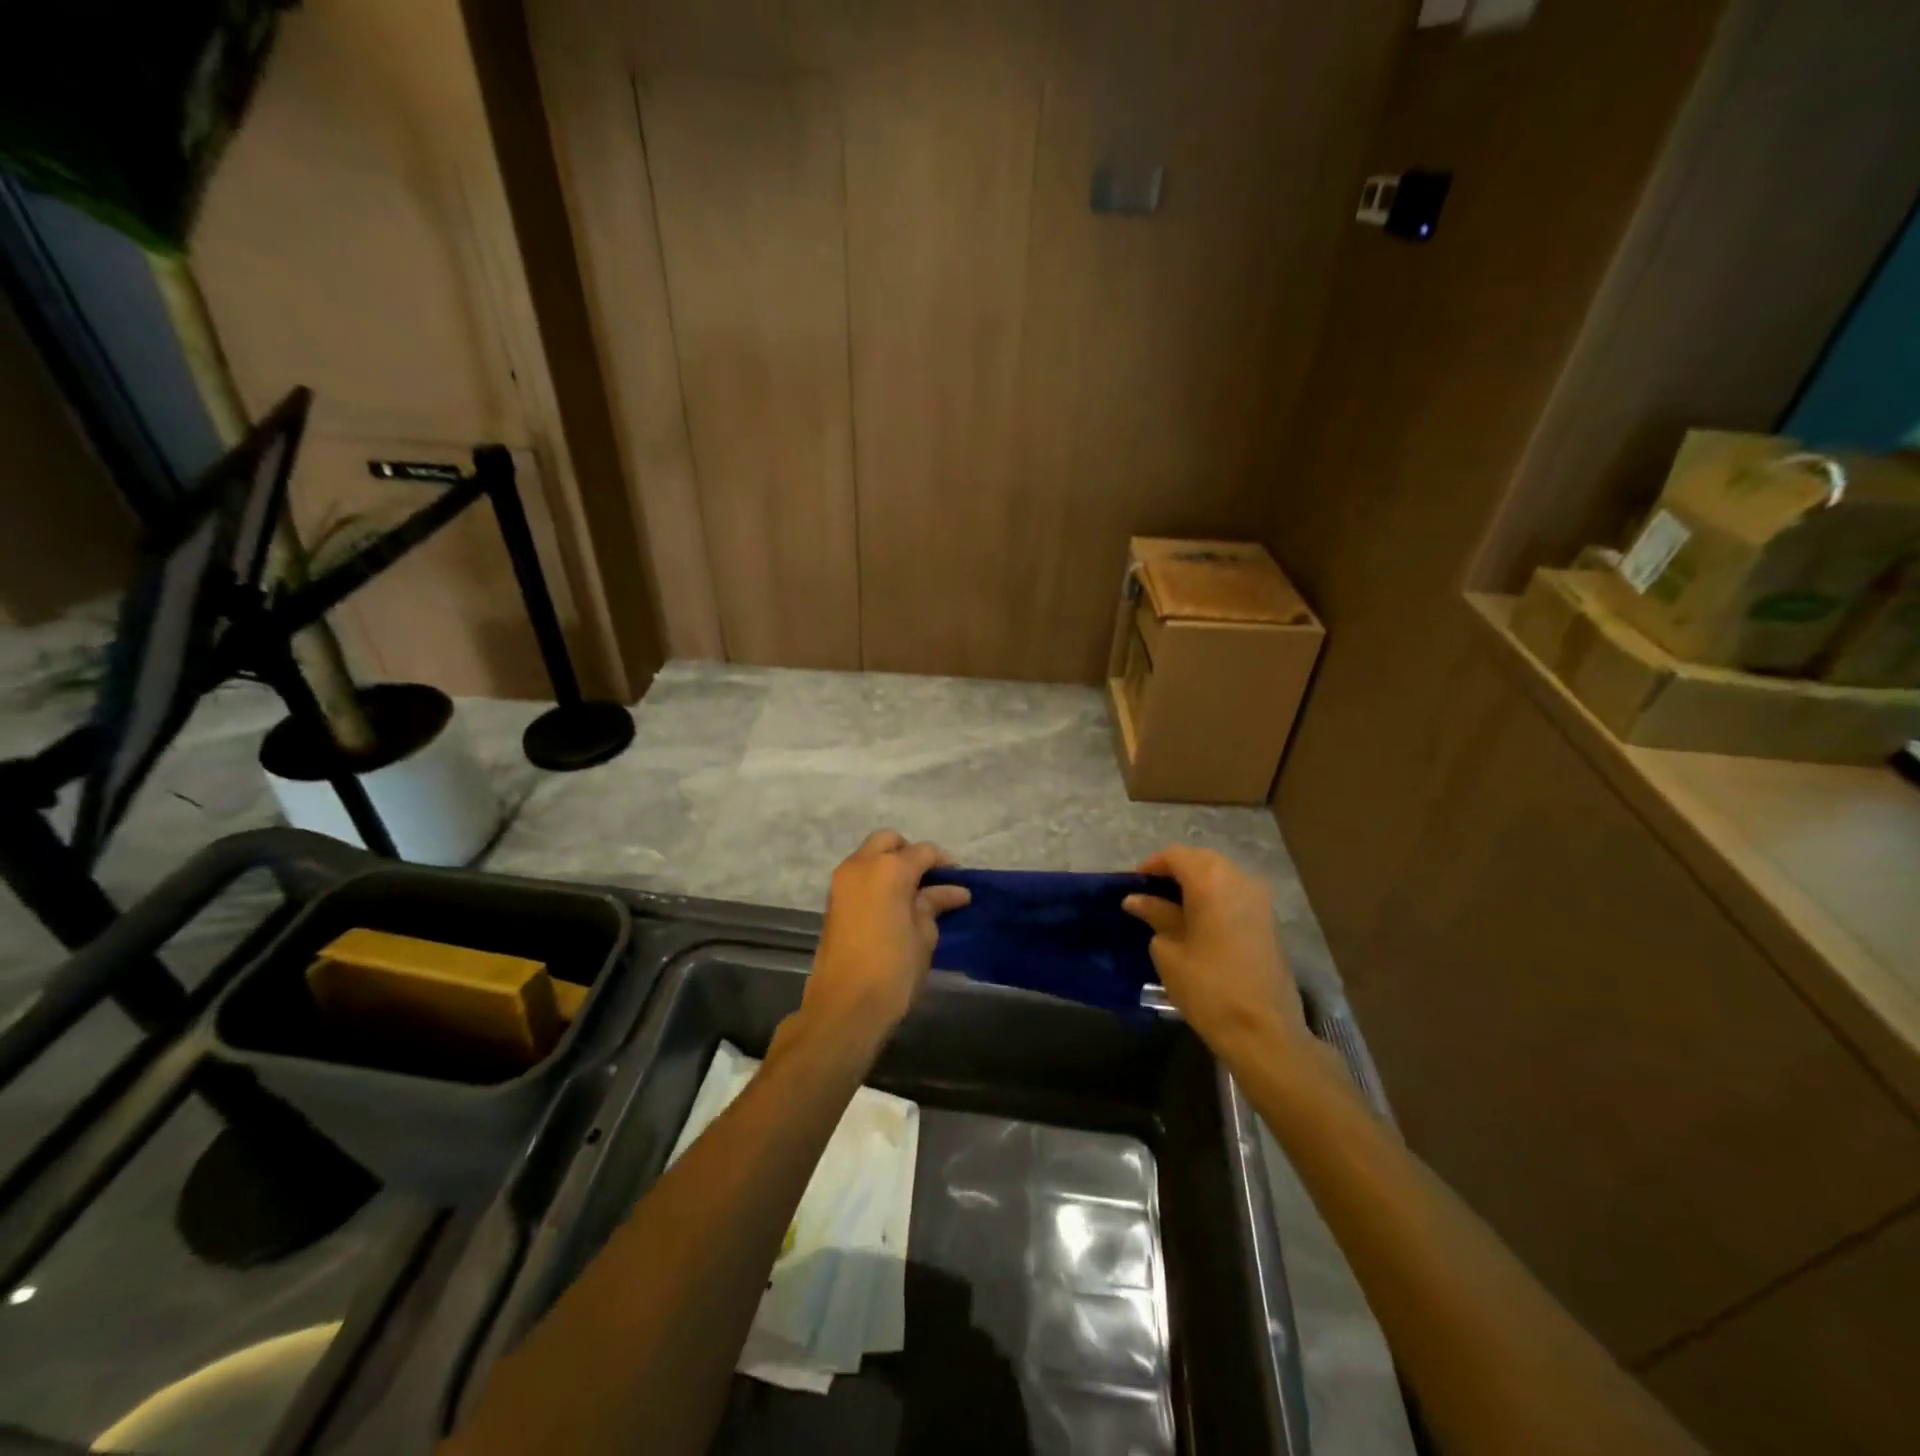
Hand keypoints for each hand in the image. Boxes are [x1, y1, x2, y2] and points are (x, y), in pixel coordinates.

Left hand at [795, 830, 970, 1055]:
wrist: (844, 1006)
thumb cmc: (893, 969)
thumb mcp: (924, 935)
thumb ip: (934, 904)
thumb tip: (952, 891)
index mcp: (889, 868)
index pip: (923, 852)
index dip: (944, 863)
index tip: (959, 879)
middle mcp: (861, 865)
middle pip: (889, 842)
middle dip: (910, 853)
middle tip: (930, 879)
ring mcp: (842, 881)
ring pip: (870, 855)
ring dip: (890, 865)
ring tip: (914, 893)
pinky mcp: (833, 900)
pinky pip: (859, 875)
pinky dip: (876, 879)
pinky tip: (895, 903)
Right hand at [1123, 846, 1307, 1060]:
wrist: (1263, 1030)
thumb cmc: (1207, 987)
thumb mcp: (1169, 950)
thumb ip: (1155, 915)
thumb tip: (1137, 899)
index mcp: (1210, 880)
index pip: (1175, 856)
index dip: (1151, 866)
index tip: (1133, 885)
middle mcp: (1238, 879)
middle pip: (1200, 861)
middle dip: (1174, 872)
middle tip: (1149, 895)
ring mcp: (1259, 898)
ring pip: (1220, 875)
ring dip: (1195, 884)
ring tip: (1171, 908)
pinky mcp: (1268, 919)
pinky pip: (1234, 893)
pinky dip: (1213, 897)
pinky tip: (1197, 921)